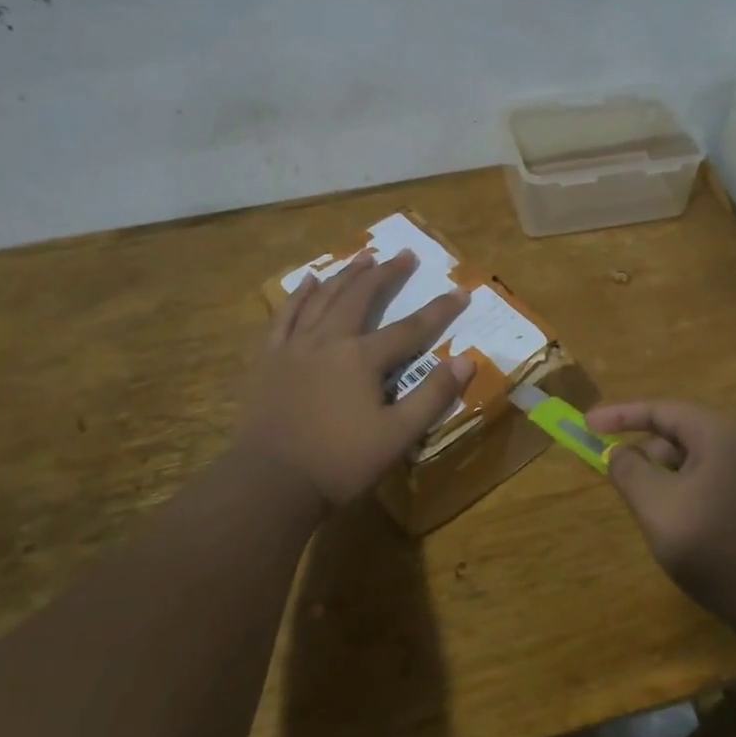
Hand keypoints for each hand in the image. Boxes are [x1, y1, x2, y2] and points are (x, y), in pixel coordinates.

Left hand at [235, 250, 476, 514]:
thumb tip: (466, 360)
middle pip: (361, 298)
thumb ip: (433, 396)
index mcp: (362, 358)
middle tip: (404, 255)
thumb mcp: (397, 435)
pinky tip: (308, 280)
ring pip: (323, 299)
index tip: (460, 290)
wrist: (271, 482)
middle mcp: (329, 340)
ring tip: (363, 256)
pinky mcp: (269, 359)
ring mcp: (295, 347)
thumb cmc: (339, 462)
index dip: (439, 311)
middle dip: (386, 275)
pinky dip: (299, 296)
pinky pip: (284, 316)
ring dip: (346, 275)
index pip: (410, 329)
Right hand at [584, 400, 735, 645]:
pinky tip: (692, 528)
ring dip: (672, 476)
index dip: (621, 415)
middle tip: (622, 479)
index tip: (588, 424)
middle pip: (686, 434)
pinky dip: (698, 492)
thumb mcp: (658, 510)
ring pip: (706, 461)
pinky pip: (728, 482)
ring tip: (655, 511)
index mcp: (723, 435)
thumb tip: (620, 452)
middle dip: (648, 452)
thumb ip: (630, 472)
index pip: (663, 410)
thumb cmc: (720, 554)